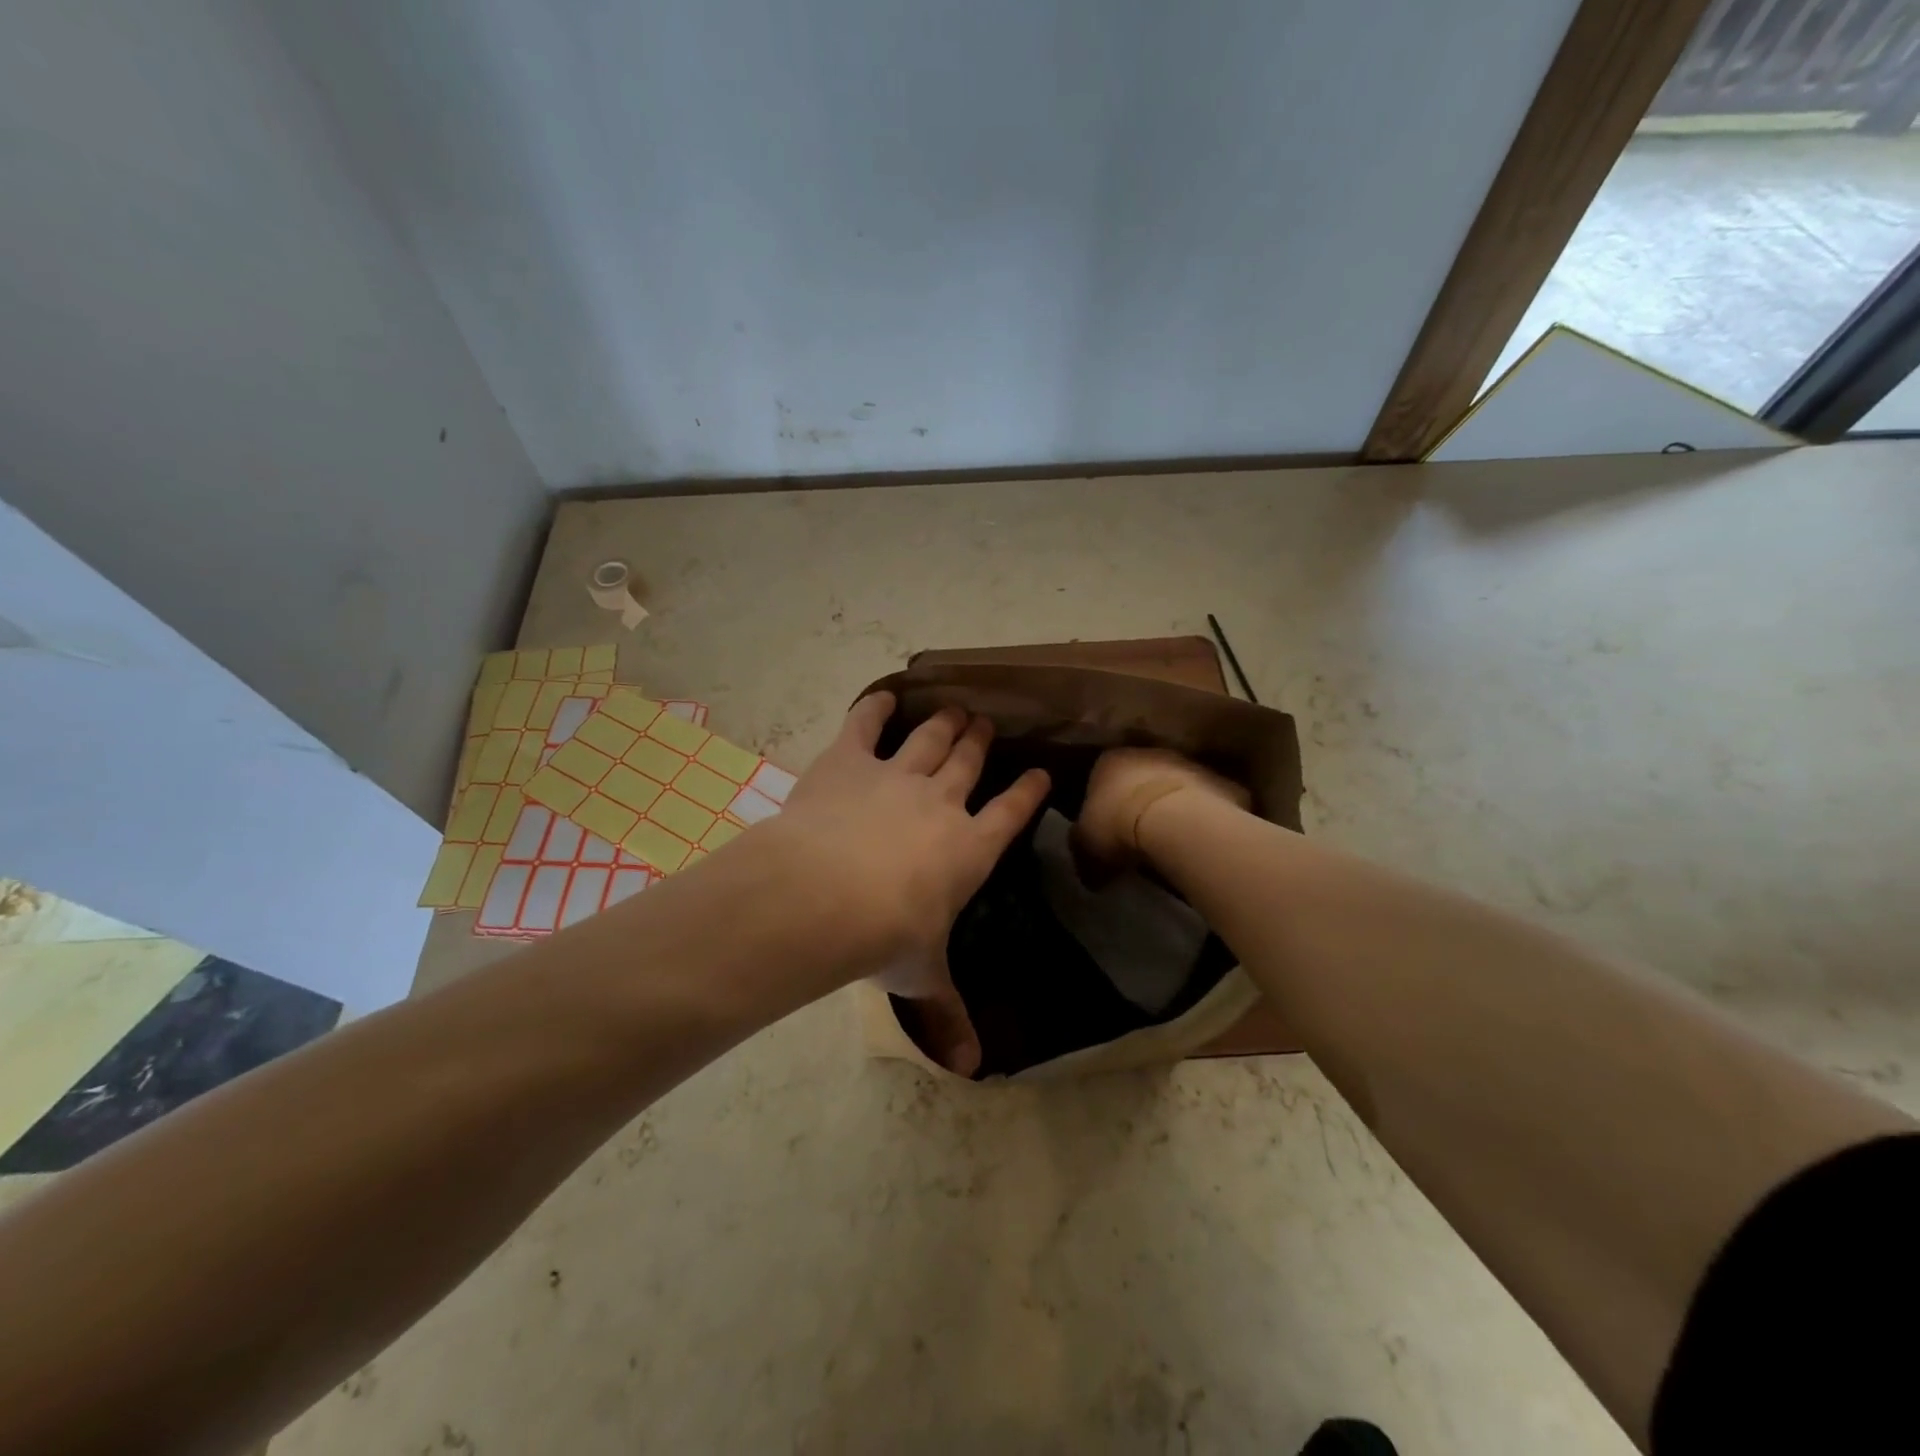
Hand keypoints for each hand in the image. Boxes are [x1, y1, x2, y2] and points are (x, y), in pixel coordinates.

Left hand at [773, 692, 1049, 1073]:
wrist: (826, 895)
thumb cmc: (884, 937)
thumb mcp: (920, 978)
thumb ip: (946, 1016)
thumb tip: (972, 1072)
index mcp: (969, 848)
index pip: (1011, 813)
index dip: (1027, 792)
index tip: (1038, 774)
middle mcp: (941, 801)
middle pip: (968, 762)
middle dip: (980, 742)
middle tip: (987, 724)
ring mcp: (896, 774)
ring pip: (930, 738)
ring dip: (945, 722)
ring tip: (956, 709)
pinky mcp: (849, 759)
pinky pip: (866, 723)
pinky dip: (876, 707)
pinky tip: (884, 696)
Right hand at [1073, 747, 1249, 877]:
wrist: (1176, 822)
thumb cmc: (1118, 827)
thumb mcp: (1085, 847)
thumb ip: (1083, 851)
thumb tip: (1089, 871)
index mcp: (1109, 762)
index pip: (1100, 777)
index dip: (1102, 805)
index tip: (1106, 831)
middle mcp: (1148, 753)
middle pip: (1140, 777)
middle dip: (1138, 801)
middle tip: (1138, 835)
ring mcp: (1188, 763)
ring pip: (1176, 785)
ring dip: (1173, 806)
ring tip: (1171, 841)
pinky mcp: (1220, 781)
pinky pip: (1208, 801)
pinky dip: (1204, 817)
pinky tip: (1200, 842)